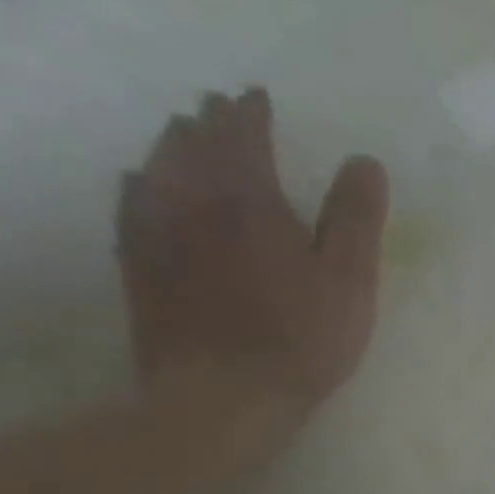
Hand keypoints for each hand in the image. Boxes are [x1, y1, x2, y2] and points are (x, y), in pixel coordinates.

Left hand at [117, 88, 388, 416]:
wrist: (224, 396)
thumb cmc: (301, 336)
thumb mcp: (349, 277)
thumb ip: (355, 216)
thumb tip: (363, 160)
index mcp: (248, 200)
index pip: (243, 137)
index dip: (250, 113)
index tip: (257, 96)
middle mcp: (191, 203)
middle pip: (192, 145)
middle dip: (208, 122)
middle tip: (219, 107)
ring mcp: (155, 235)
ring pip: (156, 169)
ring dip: (172, 146)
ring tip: (182, 133)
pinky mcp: (137, 268)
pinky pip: (131, 207)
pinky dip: (141, 185)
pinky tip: (141, 185)